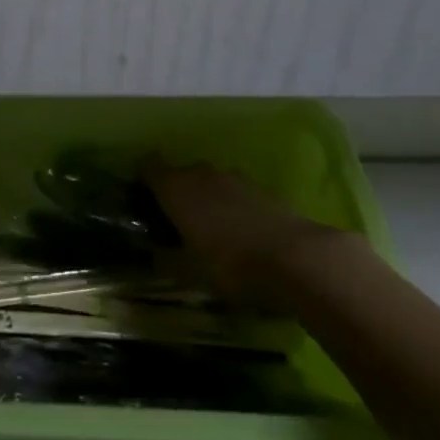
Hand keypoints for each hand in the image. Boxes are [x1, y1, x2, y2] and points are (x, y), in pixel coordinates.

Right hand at [146, 159, 352, 305]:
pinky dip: (231, 206)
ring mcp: (234, 177)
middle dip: (176, 194)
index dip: (143, 180)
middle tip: (176, 225)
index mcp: (176, 187)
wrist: (296, 257)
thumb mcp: (190, 272)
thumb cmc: (231, 264)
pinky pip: (235, 192)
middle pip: (180, 174)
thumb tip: (154, 253)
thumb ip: (167, 260)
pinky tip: (240, 234)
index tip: (143, 202)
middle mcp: (201, 172)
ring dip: (206, 200)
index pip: (149, 166)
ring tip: (211, 231)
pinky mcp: (261, 188)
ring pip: (209, 182)